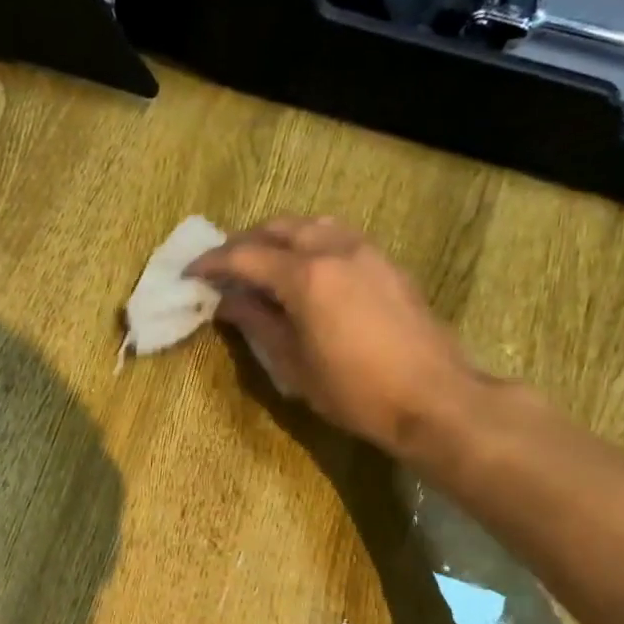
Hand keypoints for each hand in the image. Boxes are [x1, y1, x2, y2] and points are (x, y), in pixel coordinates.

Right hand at [190, 216, 478, 458]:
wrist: (433, 398)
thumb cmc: (354, 391)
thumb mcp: (292, 364)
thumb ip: (257, 323)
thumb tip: (227, 301)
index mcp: (306, 276)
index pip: (245, 256)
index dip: (212, 263)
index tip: (189, 273)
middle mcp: (336, 250)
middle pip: (279, 227)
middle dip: (244, 242)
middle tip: (223, 267)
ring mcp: (367, 252)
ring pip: (312, 225)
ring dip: (279, 237)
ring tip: (261, 263)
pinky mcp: (387, 264)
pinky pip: (338, 237)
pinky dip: (309, 243)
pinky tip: (303, 272)